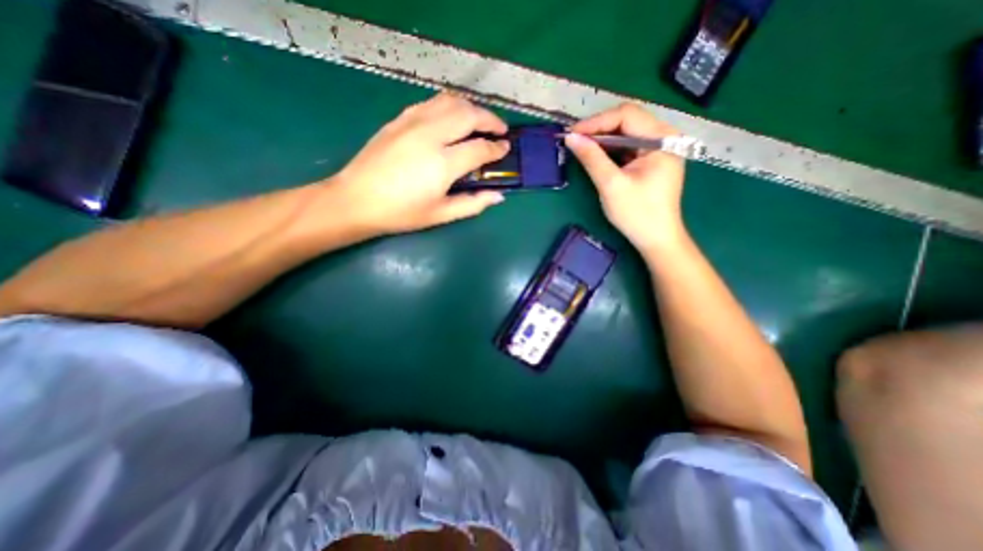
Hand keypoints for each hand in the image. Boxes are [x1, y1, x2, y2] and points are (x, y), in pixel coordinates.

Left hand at [335, 92, 510, 234]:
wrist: (356, 200)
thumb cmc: (401, 213)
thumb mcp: (440, 215)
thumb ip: (472, 204)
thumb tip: (498, 196)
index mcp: (442, 163)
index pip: (479, 148)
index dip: (496, 148)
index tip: (505, 149)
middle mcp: (431, 135)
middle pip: (469, 114)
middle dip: (490, 119)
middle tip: (500, 130)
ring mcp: (413, 122)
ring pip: (451, 101)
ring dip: (471, 108)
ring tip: (479, 120)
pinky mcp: (400, 118)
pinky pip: (432, 103)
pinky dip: (449, 105)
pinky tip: (452, 117)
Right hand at [565, 103, 685, 255]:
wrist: (656, 239)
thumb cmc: (637, 213)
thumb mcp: (611, 185)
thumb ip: (592, 158)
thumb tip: (571, 138)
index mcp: (661, 138)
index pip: (626, 115)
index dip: (596, 122)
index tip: (572, 134)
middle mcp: (664, 137)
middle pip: (627, 121)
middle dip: (598, 129)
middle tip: (574, 141)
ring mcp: (659, 149)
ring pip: (626, 133)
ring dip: (602, 139)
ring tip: (581, 148)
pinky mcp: (651, 161)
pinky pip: (628, 147)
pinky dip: (610, 150)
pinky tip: (596, 156)